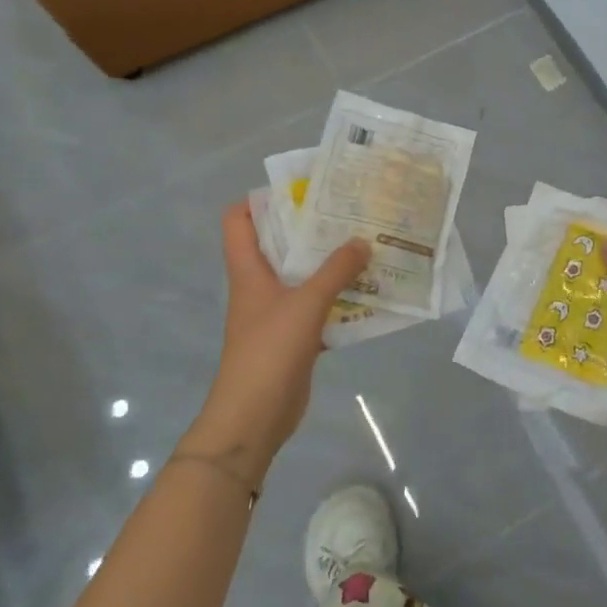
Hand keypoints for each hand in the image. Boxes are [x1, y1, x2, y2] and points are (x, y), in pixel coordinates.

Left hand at [182, 204, 370, 487]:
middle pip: (278, 245)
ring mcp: (276, 313)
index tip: (299, 189)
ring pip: (302, 277)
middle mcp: (259, 286)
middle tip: (347, 211)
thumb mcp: (305, 303)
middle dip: (310, 228)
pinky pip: (318, 308)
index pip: (238, 220)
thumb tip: (362, 241)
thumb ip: (336, 270)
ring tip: (365, 244)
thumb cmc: (269, 351)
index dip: (260, 200)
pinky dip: (339, 299)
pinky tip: (368, 293)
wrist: (254, 418)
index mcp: (249, 270)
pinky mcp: (294, 338)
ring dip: (329, 263)